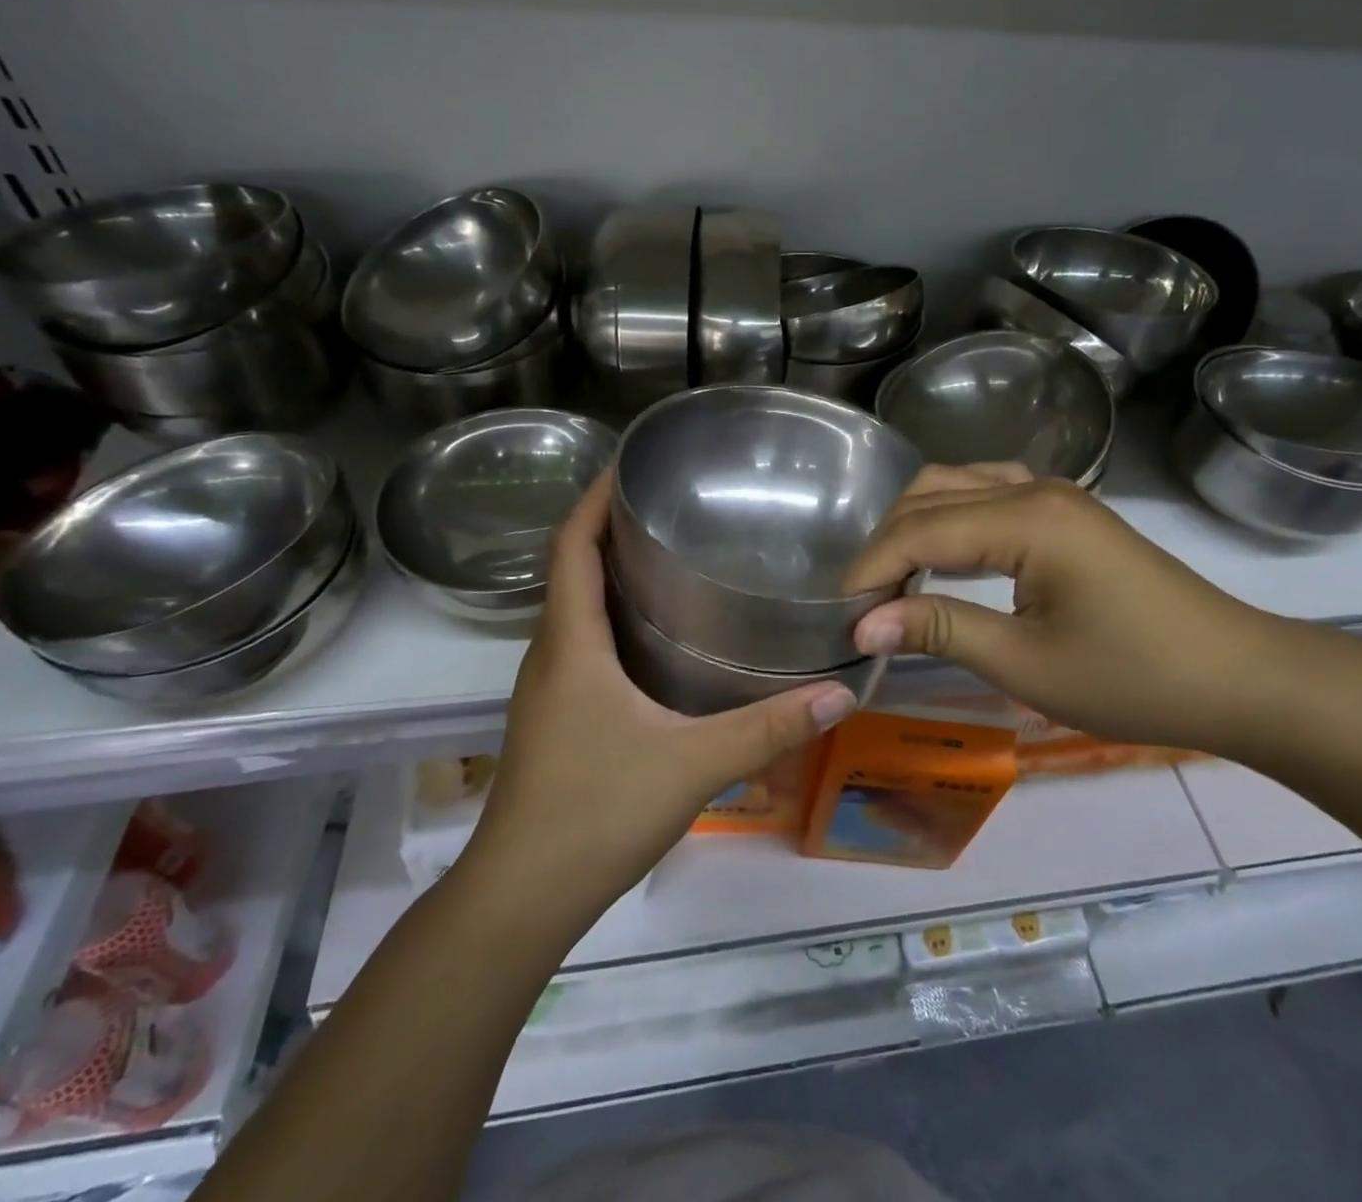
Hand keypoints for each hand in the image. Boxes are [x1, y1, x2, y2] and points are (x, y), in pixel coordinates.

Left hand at [458, 473, 856, 931]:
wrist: (520, 897)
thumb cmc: (595, 813)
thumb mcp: (692, 764)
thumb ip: (767, 728)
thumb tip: (840, 693)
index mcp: (570, 644)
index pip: (570, 547)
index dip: (592, 498)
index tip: (628, 464)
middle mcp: (550, 655)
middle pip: (570, 569)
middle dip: (609, 528)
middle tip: (672, 505)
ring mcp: (547, 689)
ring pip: (574, 609)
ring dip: (609, 573)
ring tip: (669, 555)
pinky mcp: (554, 718)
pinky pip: (581, 644)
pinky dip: (611, 618)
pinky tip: (657, 636)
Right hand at [841, 465, 1303, 756]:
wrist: (1239, 677)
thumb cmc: (1135, 678)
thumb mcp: (1027, 664)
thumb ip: (940, 630)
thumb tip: (864, 624)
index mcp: (1026, 518)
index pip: (920, 530)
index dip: (872, 569)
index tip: (842, 615)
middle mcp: (1035, 488)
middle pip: (932, 495)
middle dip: (887, 543)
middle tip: (865, 601)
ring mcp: (1055, 495)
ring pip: (958, 485)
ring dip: (916, 524)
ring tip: (894, 578)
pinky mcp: (1067, 512)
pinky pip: (990, 494)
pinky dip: (952, 517)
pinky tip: (946, 552)